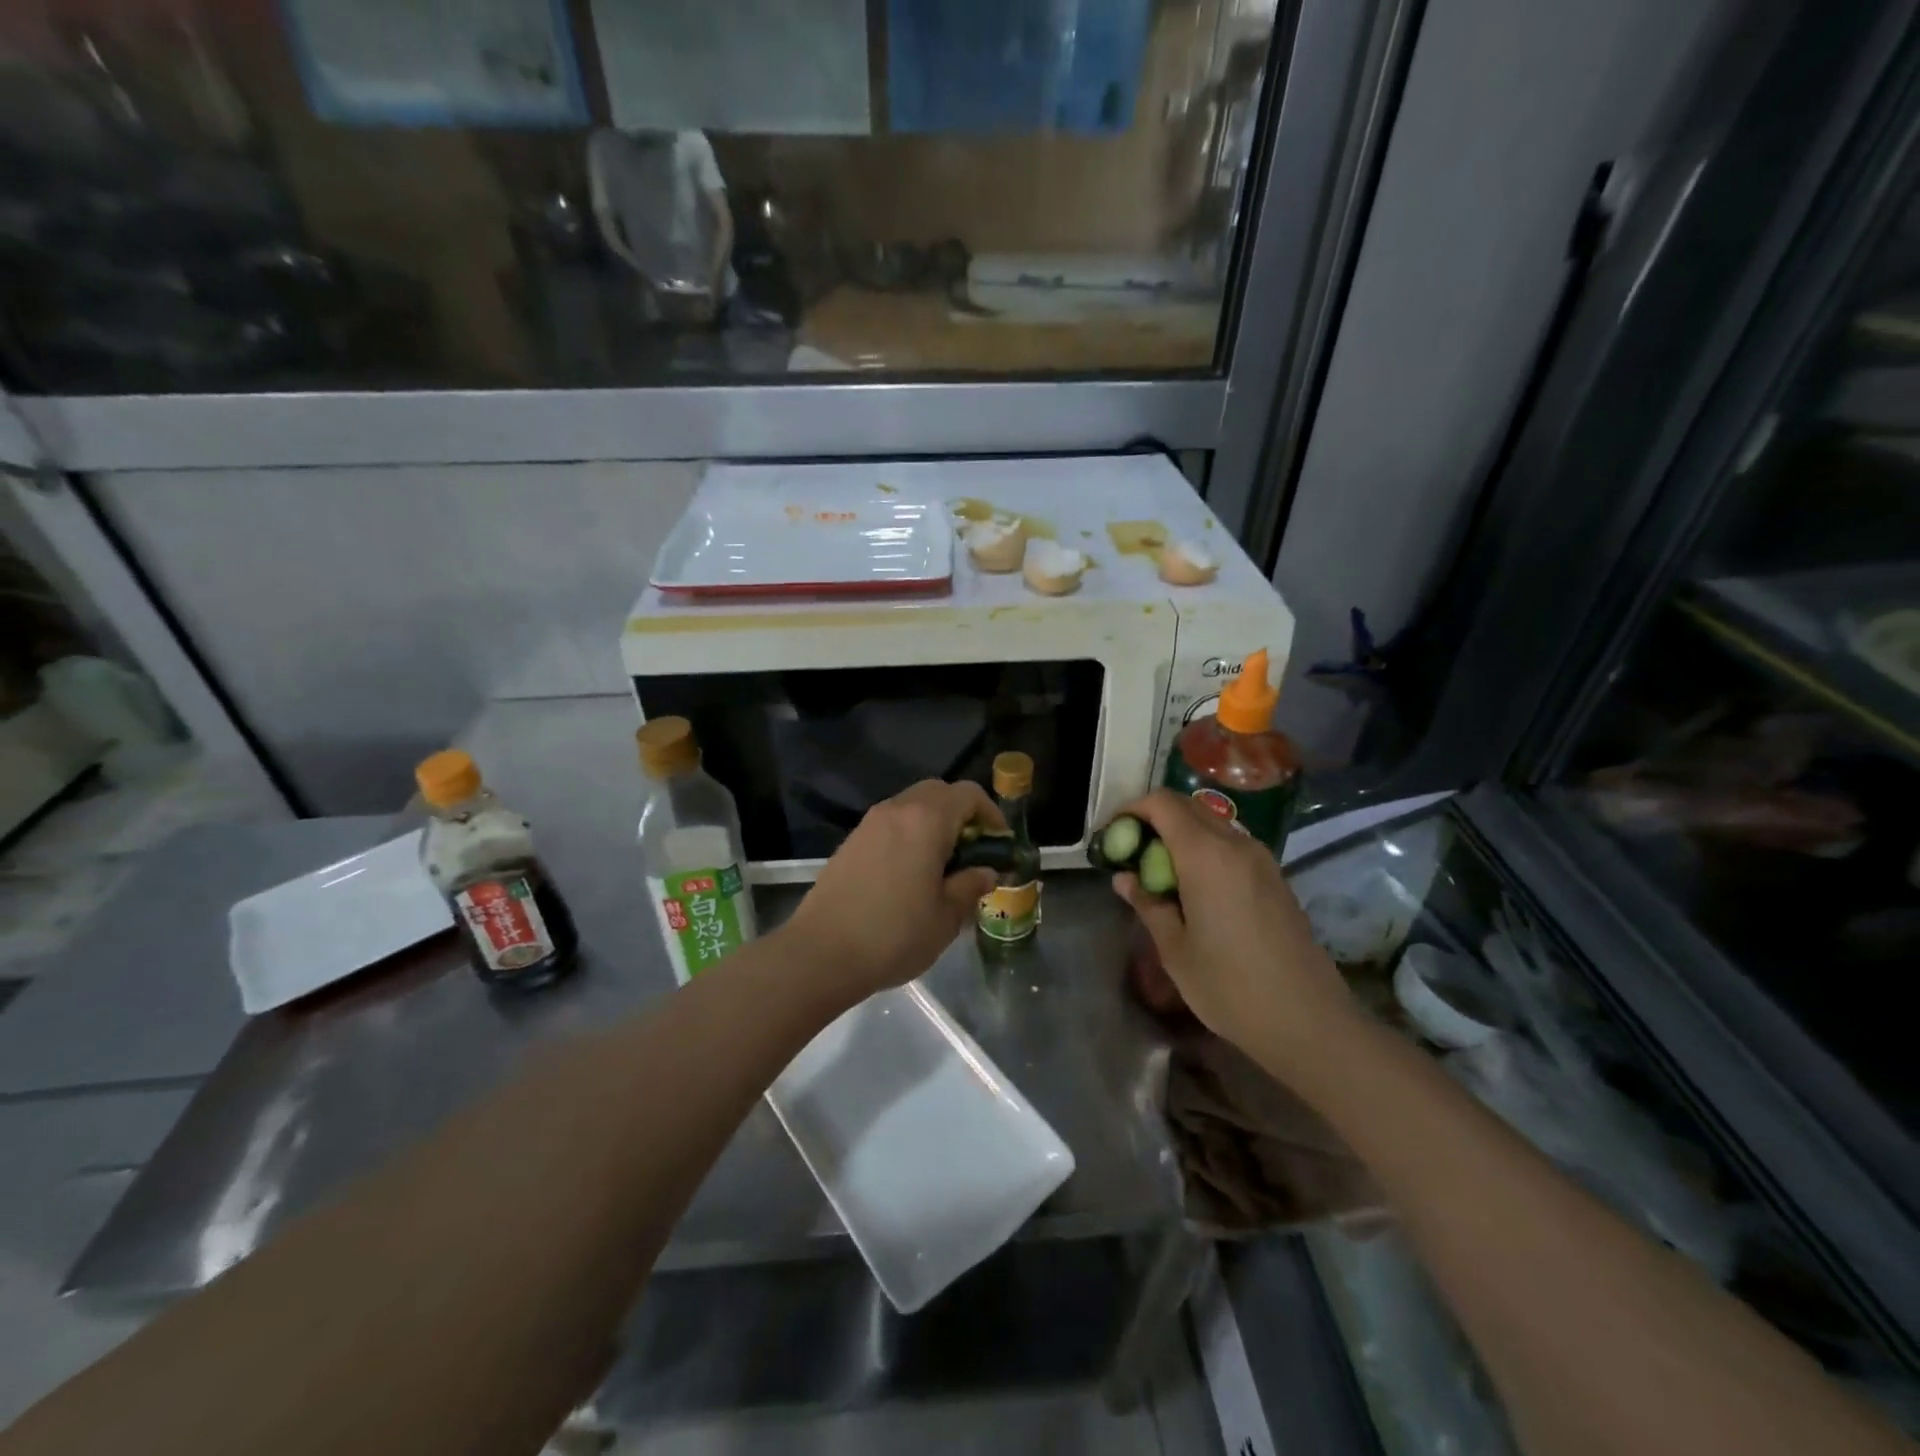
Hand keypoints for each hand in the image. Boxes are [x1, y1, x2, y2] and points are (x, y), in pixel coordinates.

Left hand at [784, 779, 1003, 1001]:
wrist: (821, 954)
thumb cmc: (894, 934)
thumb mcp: (946, 916)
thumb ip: (971, 885)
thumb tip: (985, 871)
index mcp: (926, 820)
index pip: (968, 794)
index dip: (991, 814)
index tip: (998, 846)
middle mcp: (896, 810)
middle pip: (938, 793)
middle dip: (962, 815)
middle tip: (973, 853)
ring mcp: (869, 824)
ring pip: (912, 807)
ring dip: (934, 825)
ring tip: (943, 867)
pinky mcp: (851, 843)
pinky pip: (891, 825)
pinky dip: (909, 836)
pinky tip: (910, 876)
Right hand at [1113, 791, 1359, 1073]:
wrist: (1309, 1021)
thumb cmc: (1230, 986)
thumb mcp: (1174, 949)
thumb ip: (1147, 903)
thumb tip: (1125, 878)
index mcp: (1205, 855)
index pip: (1162, 803)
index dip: (1131, 811)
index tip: (1112, 837)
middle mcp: (1236, 844)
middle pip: (1187, 807)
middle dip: (1153, 820)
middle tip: (1130, 853)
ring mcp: (1261, 859)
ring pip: (1211, 824)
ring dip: (1180, 834)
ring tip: (1159, 872)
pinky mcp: (1275, 877)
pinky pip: (1231, 845)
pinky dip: (1204, 850)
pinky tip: (1194, 889)